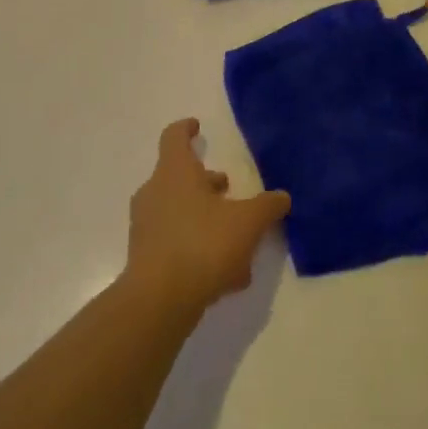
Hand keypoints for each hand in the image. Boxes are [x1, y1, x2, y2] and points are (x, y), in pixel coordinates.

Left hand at [124, 119, 290, 315]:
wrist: (158, 301)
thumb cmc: (202, 245)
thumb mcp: (247, 223)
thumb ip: (267, 207)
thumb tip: (282, 197)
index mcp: (175, 172)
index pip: (174, 136)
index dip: (186, 129)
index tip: (197, 127)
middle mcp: (155, 192)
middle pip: (179, 176)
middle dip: (205, 182)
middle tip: (227, 189)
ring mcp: (147, 226)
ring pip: (180, 212)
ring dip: (206, 219)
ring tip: (238, 240)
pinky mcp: (145, 258)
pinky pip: (176, 243)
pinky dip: (198, 248)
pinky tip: (227, 274)